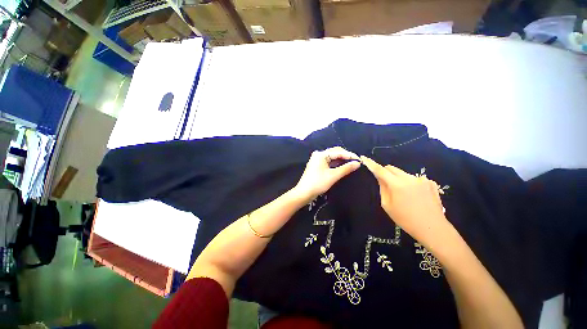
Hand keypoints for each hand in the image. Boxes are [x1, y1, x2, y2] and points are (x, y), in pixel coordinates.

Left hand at [293, 147, 360, 202]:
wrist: (304, 193)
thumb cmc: (318, 183)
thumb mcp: (333, 176)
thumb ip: (346, 168)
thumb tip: (357, 163)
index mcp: (321, 154)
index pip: (338, 152)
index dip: (350, 155)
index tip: (360, 159)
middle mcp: (318, 154)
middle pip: (335, 152)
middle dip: (346, 156)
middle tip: (356, 162)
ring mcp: (317, 160)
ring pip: (332, 157)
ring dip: (341, 160)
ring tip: (352, 164)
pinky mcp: (317, 165)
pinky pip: (329, 162)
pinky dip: (336, 164)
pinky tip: (343, 166)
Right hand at [361, 156, 448, 246]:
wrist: (433, 228)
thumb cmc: (405, 219)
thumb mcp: (387, 205)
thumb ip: (382, 188)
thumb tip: (380, 177)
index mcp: (397, 184)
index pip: (380, 170)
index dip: (371, 163)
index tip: (364, 158)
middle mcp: (409, 178)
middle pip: (392, 168)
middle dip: (385, 172)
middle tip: (384, 183)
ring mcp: (422, 179)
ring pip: (403, 173)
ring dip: (397, 178)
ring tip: (402, 194)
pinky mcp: (430, 183)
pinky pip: (414, 178)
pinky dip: (409, 183)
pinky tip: (414, 195)